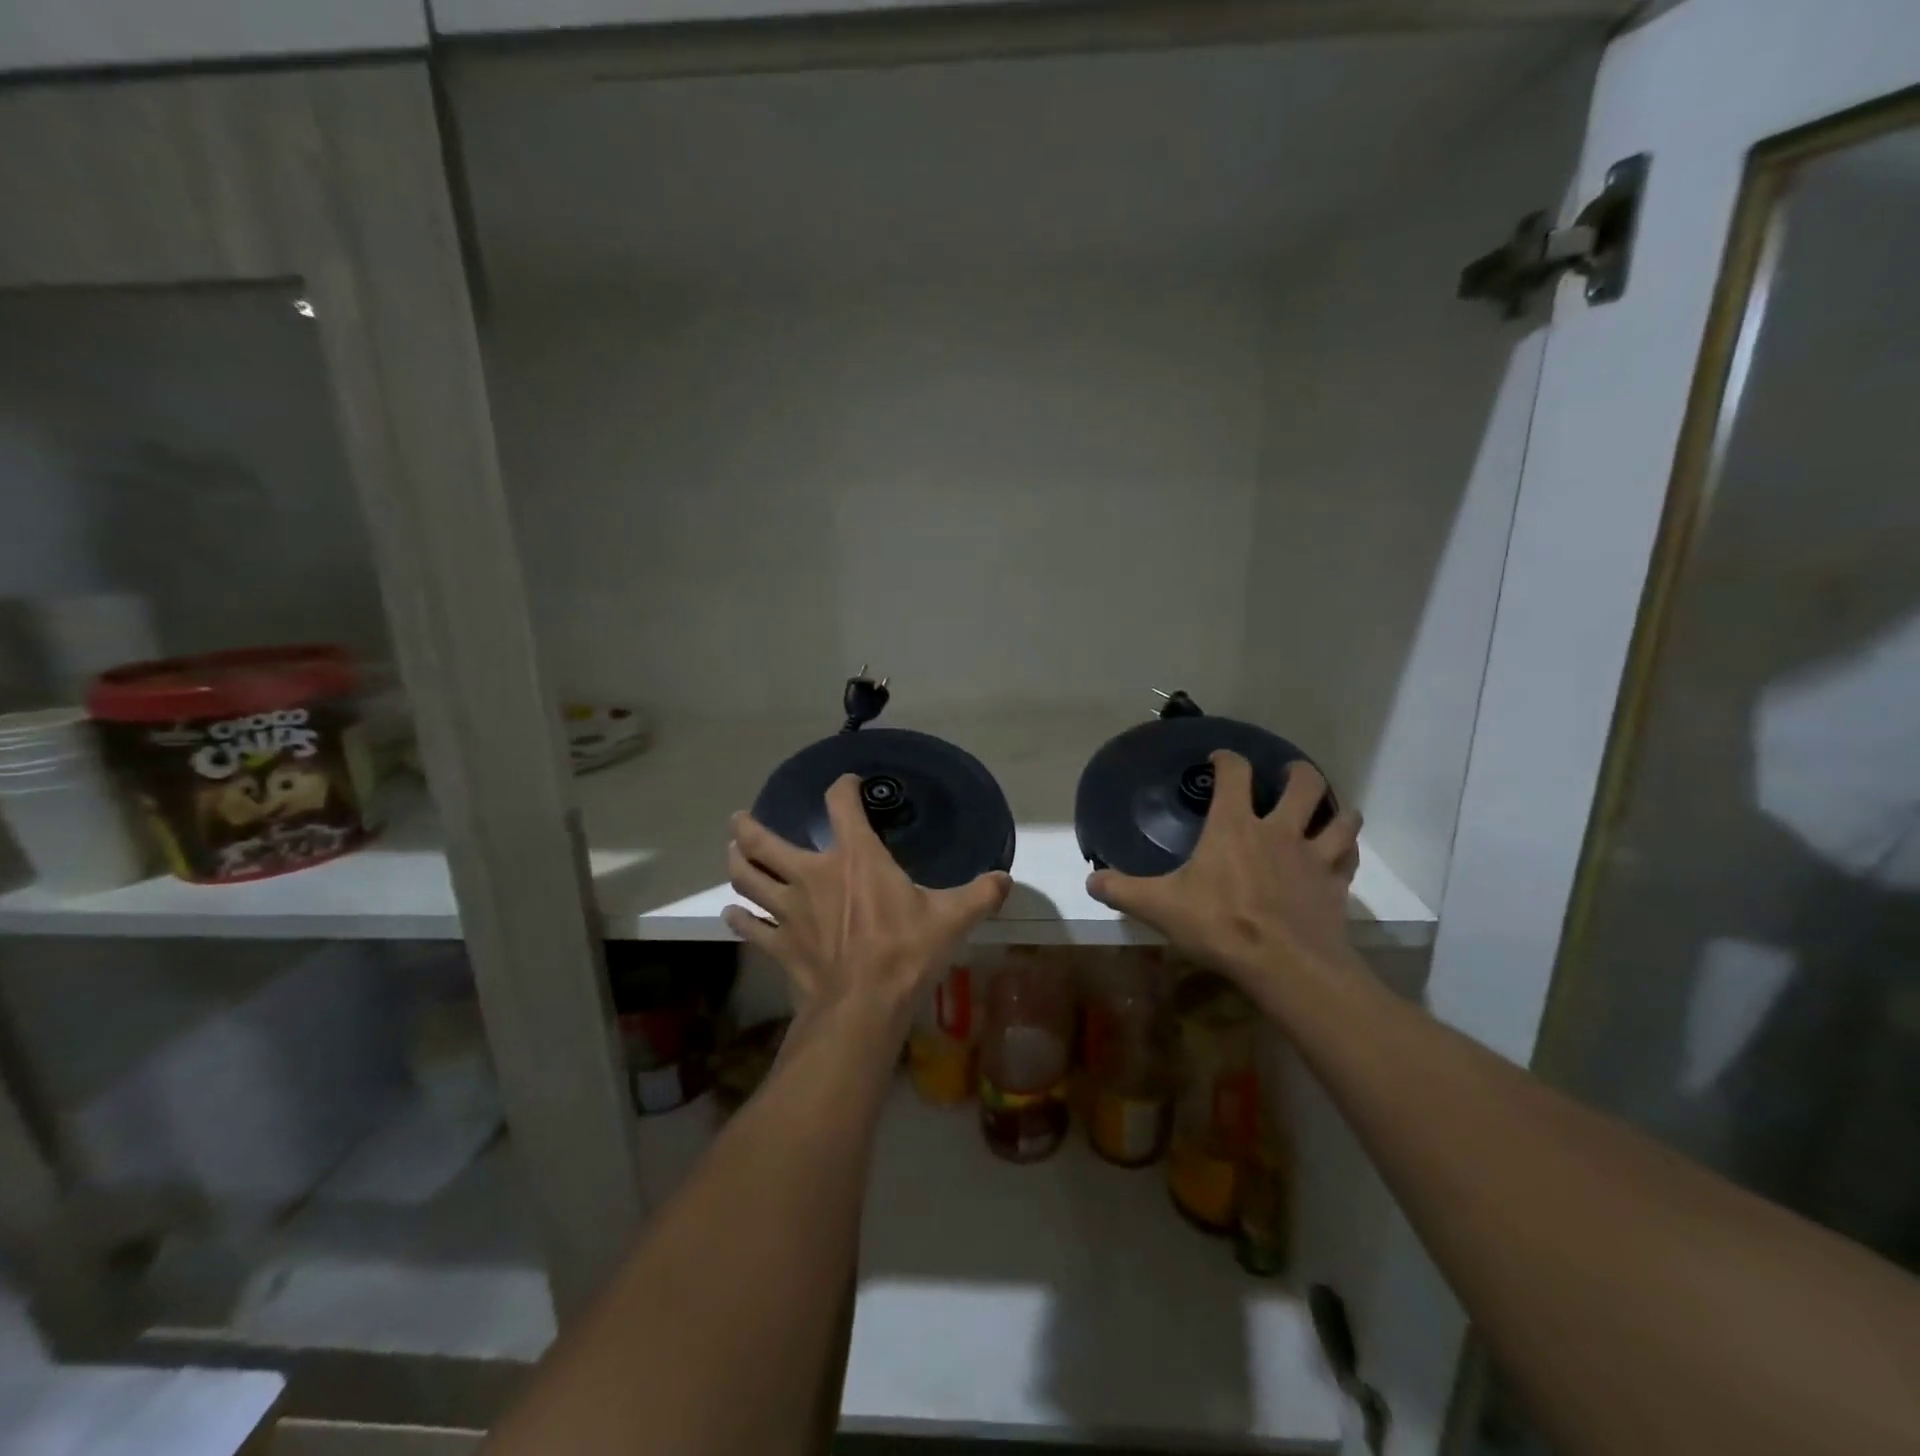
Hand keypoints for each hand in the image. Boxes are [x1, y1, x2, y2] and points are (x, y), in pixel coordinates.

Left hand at [723, 775, 1012, 1031]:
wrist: (864, 1006)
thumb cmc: (906, 952)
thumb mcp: (953, 918)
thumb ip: (982, 894)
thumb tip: (1006, 880)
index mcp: (855, 858)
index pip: (840, 804)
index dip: (842, 787)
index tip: (847, 784)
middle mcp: (813, 874)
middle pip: (766, 842)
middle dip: (749, 828)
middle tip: (739, 819)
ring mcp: (789, 910)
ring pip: (749, 879)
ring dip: (737, 864)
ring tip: (731, 853)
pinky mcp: (780, 944)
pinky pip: (751, 927)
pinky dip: (739, 919)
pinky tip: (733, 914)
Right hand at [1086, 752, 1363, 1002]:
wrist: (1286, 966)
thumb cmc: (1220, 926)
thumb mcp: (1160, 907)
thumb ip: (1123, 890)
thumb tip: (1091, 880)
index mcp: (1234, 826)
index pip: (1235, 774)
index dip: (1229, 759)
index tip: (1221, 759)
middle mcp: (1278, 830)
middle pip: (1302, 783)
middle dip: (1297, 772)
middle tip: (1287, 774)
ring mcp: (1313, 856)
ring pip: (1338, 816)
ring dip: (1334, 807)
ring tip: (1326, 808)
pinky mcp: (1335, 885)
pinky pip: (1349, 856)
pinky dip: (1346, 848)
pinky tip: (1340, 852)